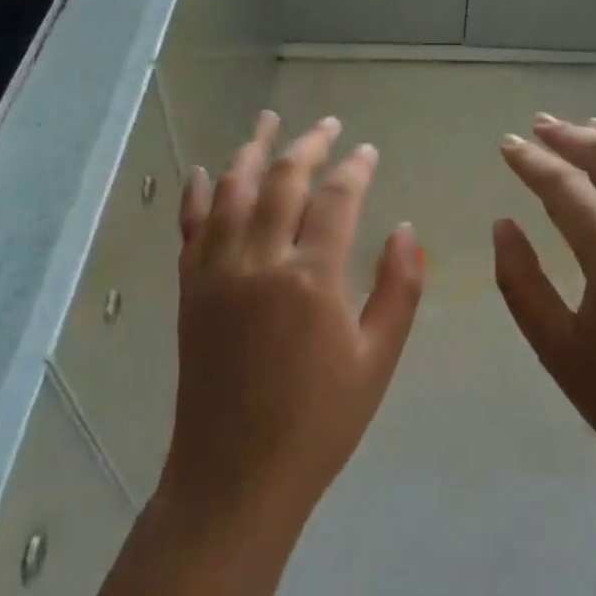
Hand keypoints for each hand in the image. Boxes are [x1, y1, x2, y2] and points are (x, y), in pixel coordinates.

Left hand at [162, 111, 424, 539]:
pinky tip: (203, 170)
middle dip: (308, 144)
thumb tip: (405, 229)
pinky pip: (190, 226)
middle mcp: (259, 261)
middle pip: (283, 180)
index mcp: (311, 279)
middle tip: (327, 125)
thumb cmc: (317, 423)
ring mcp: (217, 270)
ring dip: (251, 149)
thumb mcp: (376, 361)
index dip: (354, 168)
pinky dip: (196, 193)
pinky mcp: (191, 286)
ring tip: (268, 120)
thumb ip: (398, 289)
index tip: (367, 151)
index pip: (336, 199)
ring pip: (232, 189)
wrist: (235, 475)